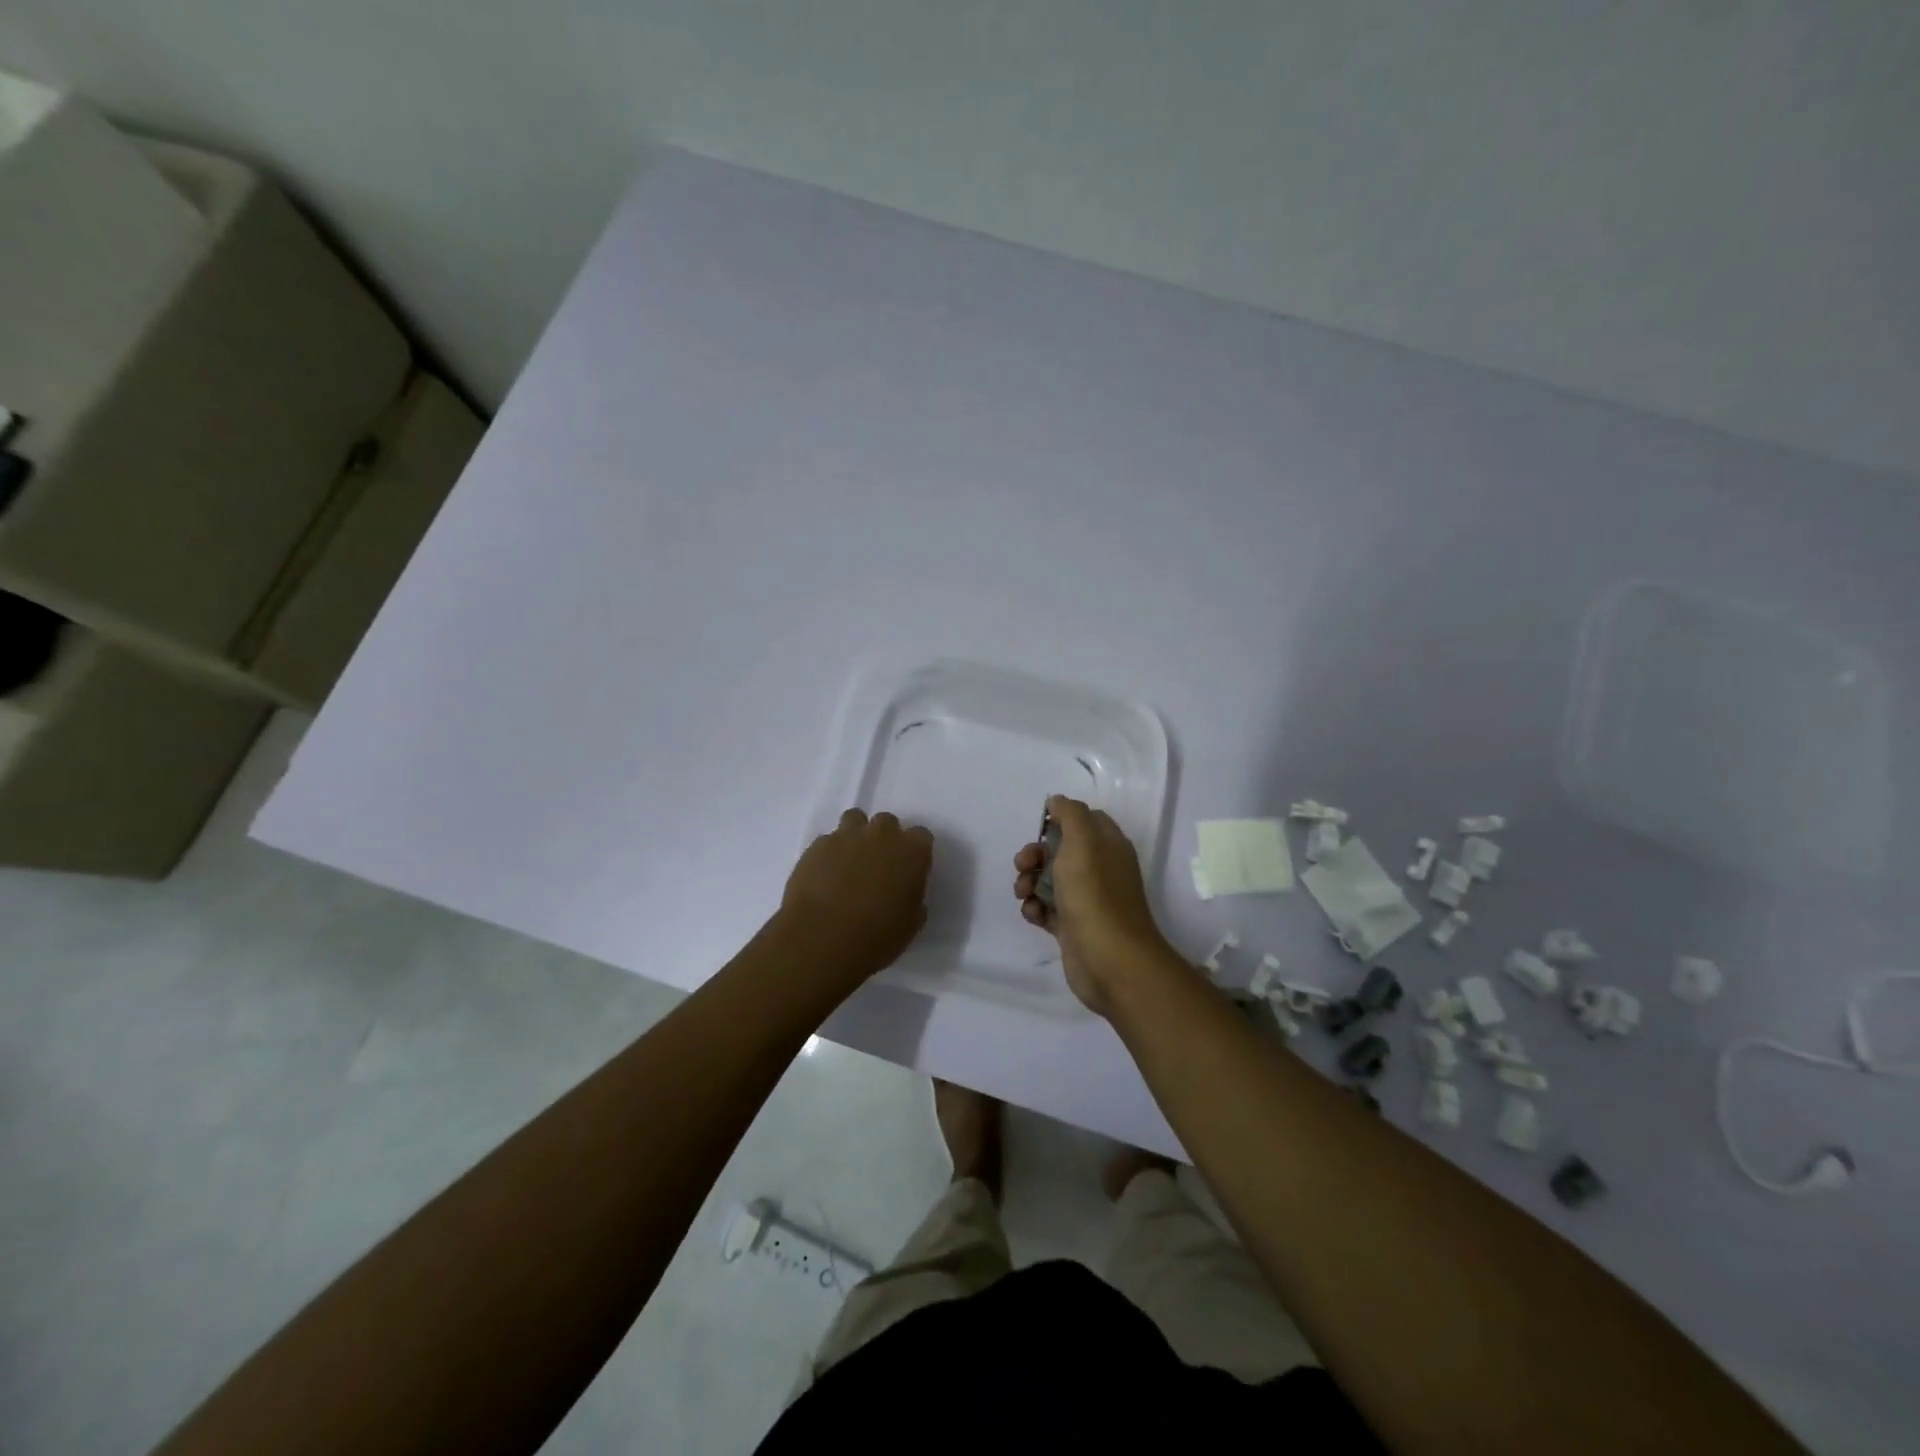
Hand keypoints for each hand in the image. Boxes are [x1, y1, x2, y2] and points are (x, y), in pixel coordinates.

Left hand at [775, 809, 933, 987]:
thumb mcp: (910, 924)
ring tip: (849, 863)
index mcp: (912, 851)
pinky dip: (829, 853)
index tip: (908, 870)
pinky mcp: (817, 845)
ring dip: (856, 836)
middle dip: (884, 839)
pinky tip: (824, 876)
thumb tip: (904, 892)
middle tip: (877, 867)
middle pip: (887, 822)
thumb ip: (913, 898)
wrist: (822, 939)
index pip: (921, 836)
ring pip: (855, 820)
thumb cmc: (876, 936)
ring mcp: (846, 836)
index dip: (914, 852)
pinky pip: (828, 840)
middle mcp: (881, 835)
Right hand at [1013, 795, 1175, 1013]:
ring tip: (1023, 894)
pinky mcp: (1073, 927)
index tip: (1040, 827)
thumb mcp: (1082, 841)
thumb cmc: (1094, 894)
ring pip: (1049, 879)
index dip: (1060, 820)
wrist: (1109, 961)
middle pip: (1060, 850)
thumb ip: (1070, 814)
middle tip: (1023, 865)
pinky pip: (1047, 909)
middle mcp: (1100, 869)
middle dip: (1035, 854)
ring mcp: (1086, 899)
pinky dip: (1035, 908)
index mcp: (1108, 845)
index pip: (1085, 820)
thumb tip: (1057, 801)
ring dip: (1029, 881)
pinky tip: (1033, 914)